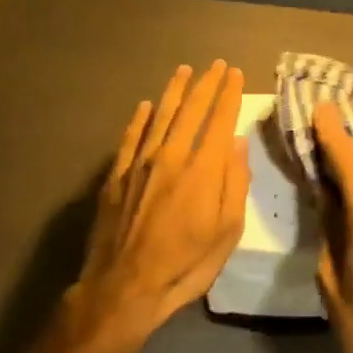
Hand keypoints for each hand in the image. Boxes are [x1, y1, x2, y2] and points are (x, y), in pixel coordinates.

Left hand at [74, 60, 249, 343]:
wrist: (124, 288)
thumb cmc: (186, 265)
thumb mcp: (227, 232)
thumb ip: (234, 183)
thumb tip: (237, 142)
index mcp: (203, 170)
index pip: (218, 120)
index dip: (228, 94)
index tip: (234, 73)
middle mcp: (170, 156)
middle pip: (190, 111)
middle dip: (205, 85)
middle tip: (215, 65)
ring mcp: (139, 164)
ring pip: (159, 116)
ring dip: (174, 91)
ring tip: (184, 70)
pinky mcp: (116, 177)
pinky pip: (130, 137)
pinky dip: (140, 118)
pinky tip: (146, 105)